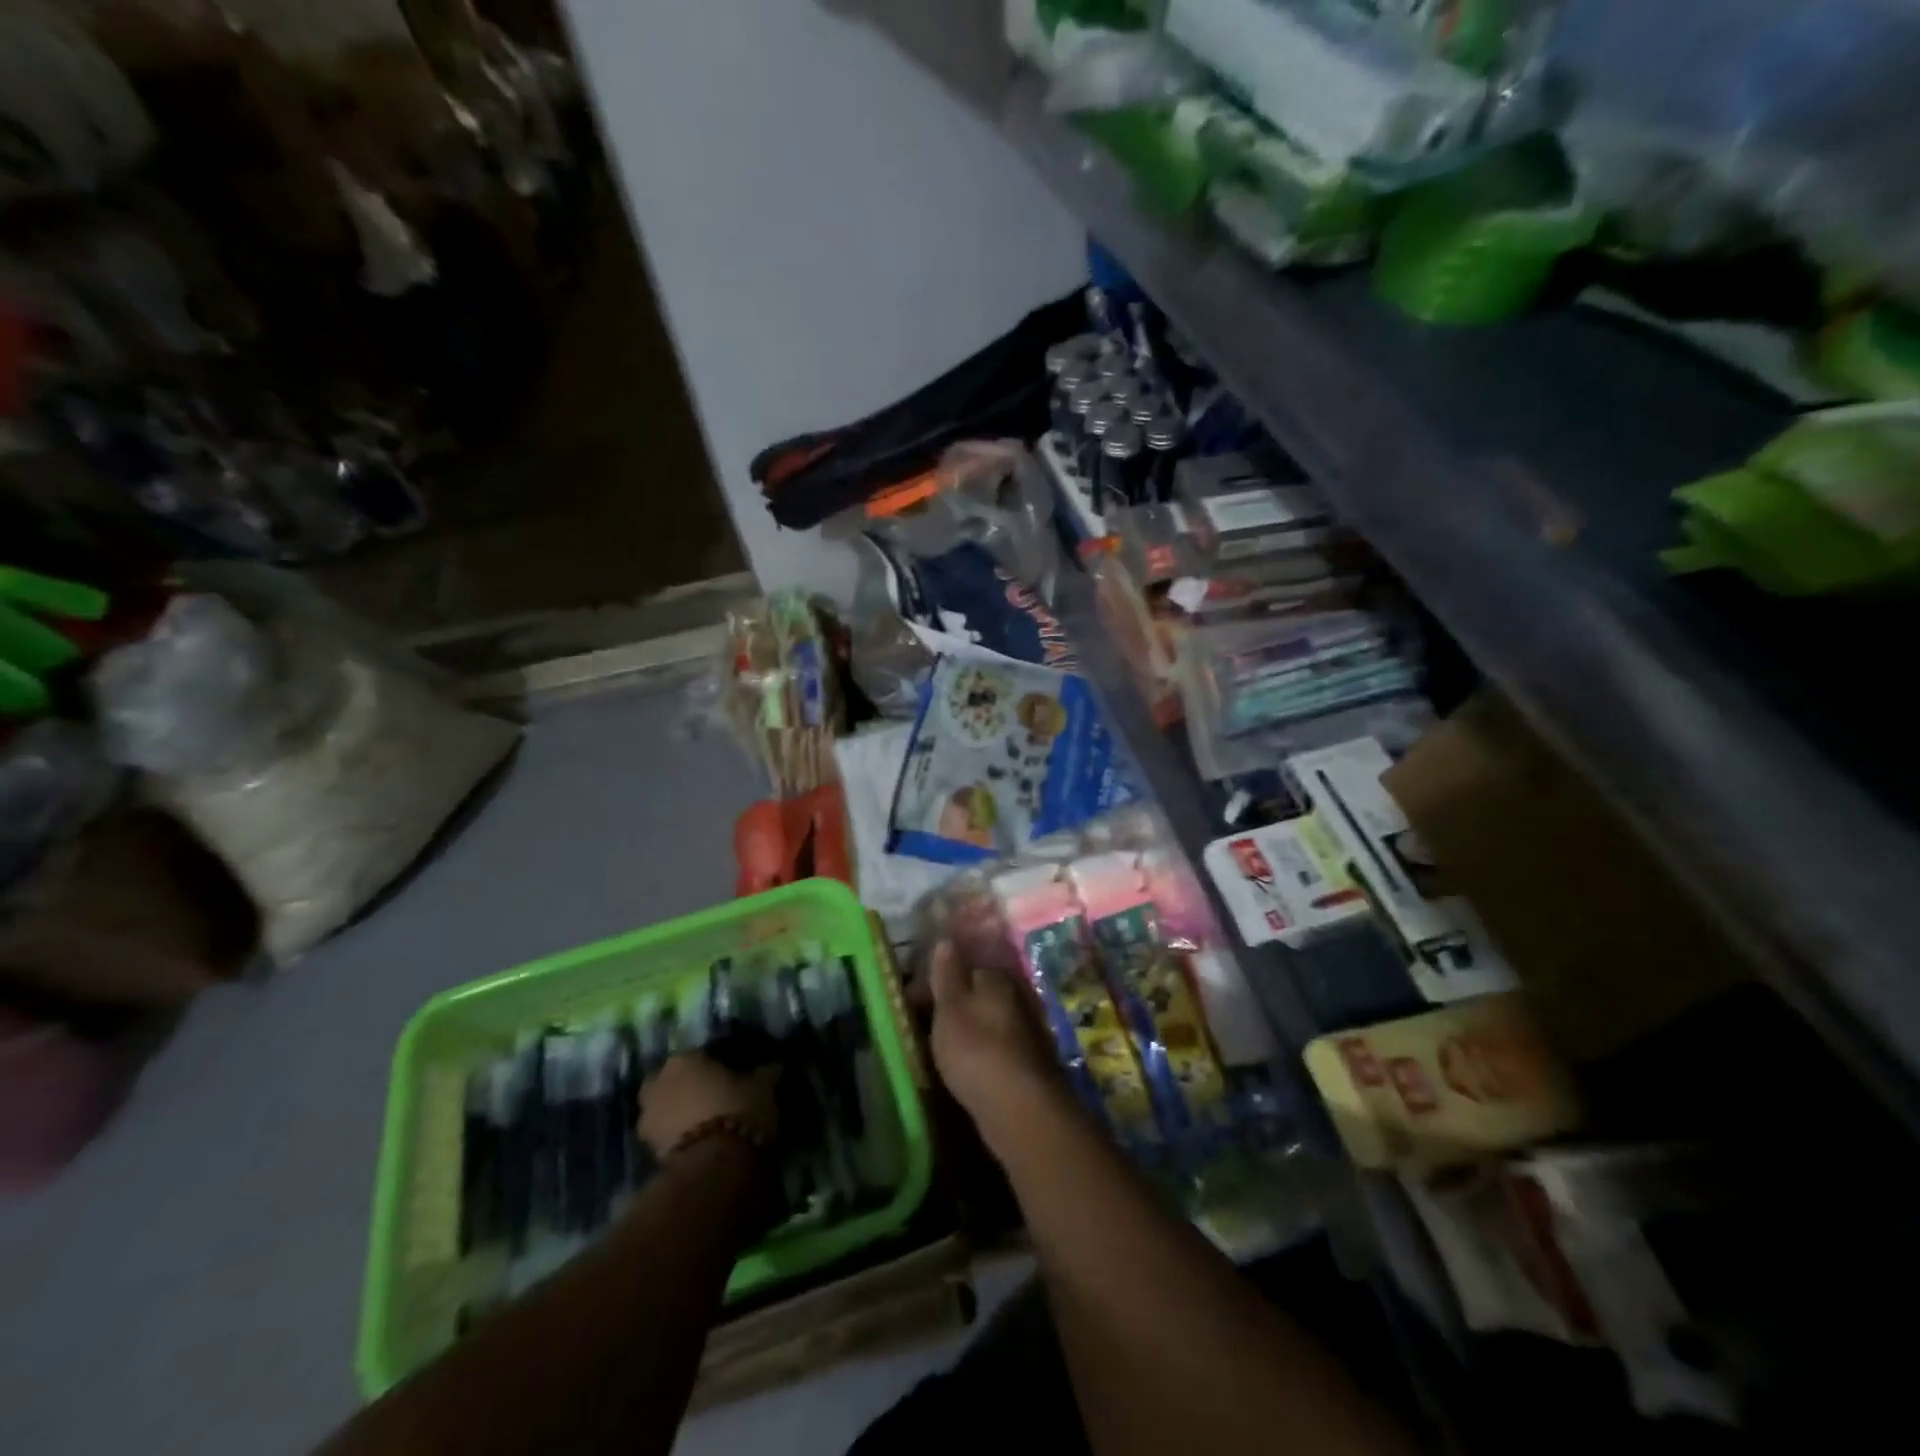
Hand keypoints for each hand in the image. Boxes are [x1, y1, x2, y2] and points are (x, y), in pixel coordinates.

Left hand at [637, 1051, 779, 1157]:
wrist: (712, 1168)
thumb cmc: (738, 1111)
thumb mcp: (764, 1086)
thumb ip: (765, 1072)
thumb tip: (773, 1066)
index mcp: (685, 1058)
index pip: (704, 1054)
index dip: (720, 1065)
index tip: (736, 1075)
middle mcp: (659, 1081)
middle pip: (677, 1079)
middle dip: (691, 1086)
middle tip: (716, 1098)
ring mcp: (647, 1117)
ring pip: (667, 1107)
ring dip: (681, 1112)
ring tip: (708, 1124)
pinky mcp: (646, 1149)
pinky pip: (666, 1134)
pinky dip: (679, 1136)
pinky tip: (700, 1142)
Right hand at [928, 941, 1067, 1146]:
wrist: (1020, 1107)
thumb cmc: (976, 1049)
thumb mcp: (951, 1008)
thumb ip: (947, 974)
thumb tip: (946, 941)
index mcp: (997, 978)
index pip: (964, 969)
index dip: (937, 984)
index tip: (914, 1004)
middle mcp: (1018, 997)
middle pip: (978, 995)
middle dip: (954, 1007)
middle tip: (926, 1029)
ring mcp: (1028, 1031)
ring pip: (989, 1022)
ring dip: (969, 1032)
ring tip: (942, 1052)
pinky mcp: (1031, 1063)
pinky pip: (999, 1049)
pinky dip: (983, 1054)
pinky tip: (969, 1070)